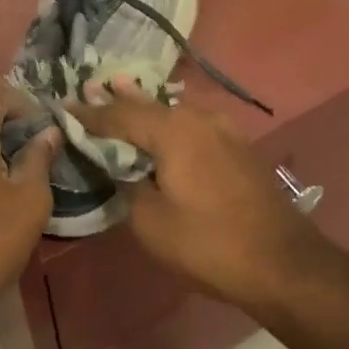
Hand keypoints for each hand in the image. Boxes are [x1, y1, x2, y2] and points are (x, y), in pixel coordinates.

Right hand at [78, 85, 321, 310]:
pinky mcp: (238, 148)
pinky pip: (194, 125)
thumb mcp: (151, 222)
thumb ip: (128, 186)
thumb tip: (123, 170)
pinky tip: (164, 124)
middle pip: (149, 104)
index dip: (90, 114)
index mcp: (174, 131)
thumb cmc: (209, 243)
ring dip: (147, 107)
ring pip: (175, 111)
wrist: (283, 262)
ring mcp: (224, 131)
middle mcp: (199, 119)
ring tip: (123, 91)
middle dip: (119, 99)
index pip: (120, 115)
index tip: (65, 107)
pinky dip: (171, 122)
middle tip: (91, 86)